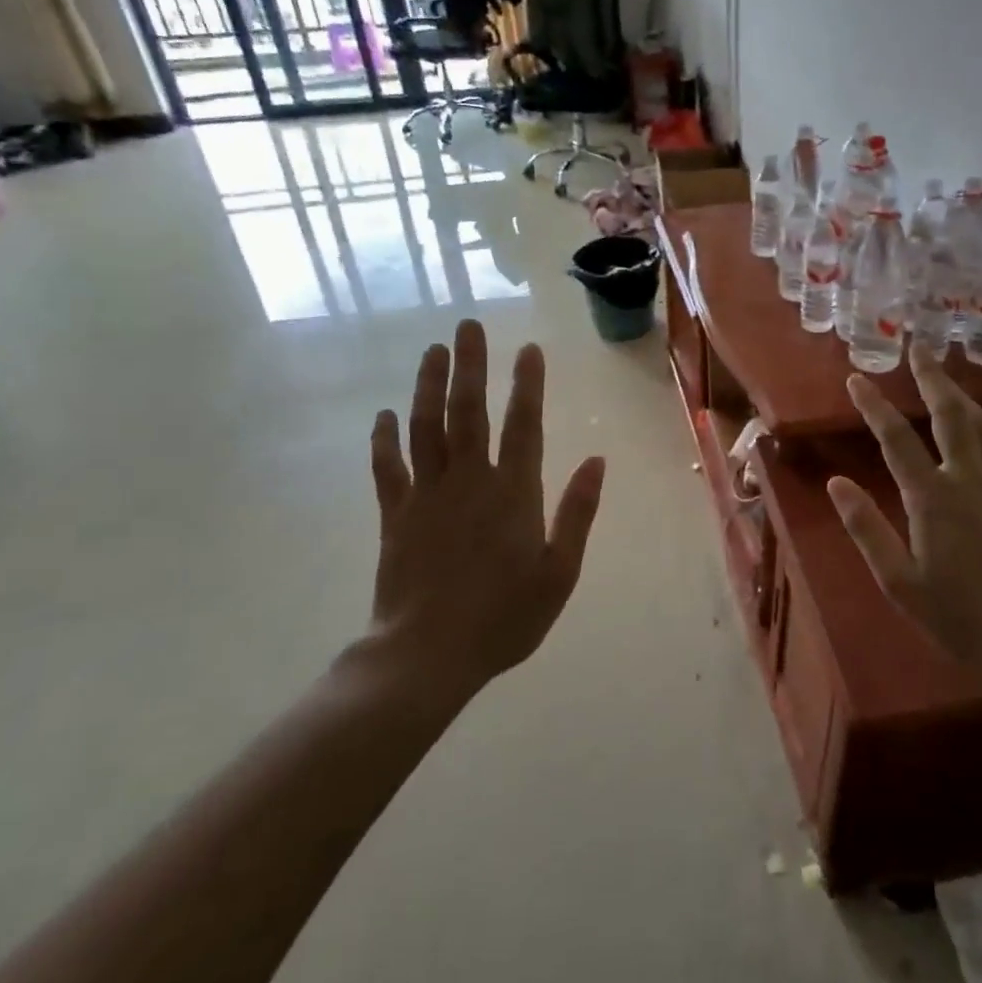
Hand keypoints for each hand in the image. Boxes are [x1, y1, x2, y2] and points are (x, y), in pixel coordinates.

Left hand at [362, 320, 605, 699]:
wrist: (426, 657)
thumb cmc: (504, 618)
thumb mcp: (559, 572)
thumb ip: (577, 513)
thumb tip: (597, 461)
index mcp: (514, 493)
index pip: (524, 425)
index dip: (527, 385)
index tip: (529, 349)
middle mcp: (470, 481)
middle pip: (469, 411)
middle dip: (471, 366)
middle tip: (468, 326)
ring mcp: (427, 495)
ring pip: (426, 427)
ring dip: (429, 386)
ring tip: (433, 351)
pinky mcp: (395, 515)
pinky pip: (388, 468)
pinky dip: (384, 439)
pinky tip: (384, 414)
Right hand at [828, 346, 981, 691]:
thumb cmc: (963, 618)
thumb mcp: (900, 583)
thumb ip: (866, 528)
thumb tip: (836, 483)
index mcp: (932, 498)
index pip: (896, 439)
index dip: (874, 406)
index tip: (856, 378)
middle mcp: (970, 478)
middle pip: (949, 414)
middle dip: (931, 378)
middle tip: (919, 348)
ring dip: (962, 396)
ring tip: (947, 378)